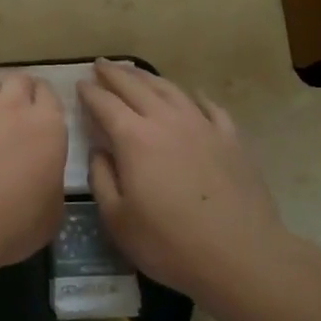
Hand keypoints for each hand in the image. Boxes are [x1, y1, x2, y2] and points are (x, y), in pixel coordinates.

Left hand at [0, 73, 66, 268]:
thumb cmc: (9, 225)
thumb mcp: (50, 215)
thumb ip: (50, 182)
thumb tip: (43, 175)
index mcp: (48, 127)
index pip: (49, 95)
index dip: (43, 103)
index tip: (38, 115)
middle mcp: (13, 106)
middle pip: (19, 80)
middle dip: (18, 92)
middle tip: (12, 114)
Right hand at [77, 60, 305, 297]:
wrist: (241, 256)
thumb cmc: (169, 243)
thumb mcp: (117, 219)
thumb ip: (102, 179)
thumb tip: (99, 152)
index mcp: (134, 138)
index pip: (105, 104)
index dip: (90, 92)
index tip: (80, 84)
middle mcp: (166, 121)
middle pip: (136, 87)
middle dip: (115, 74)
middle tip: (101, 65)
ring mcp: (203, 126)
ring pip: (171, 90)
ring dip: (149, 78)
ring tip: (136, 73)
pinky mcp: (232, 139)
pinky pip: (210, 107)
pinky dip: (195, 97)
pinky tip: (192, 95)